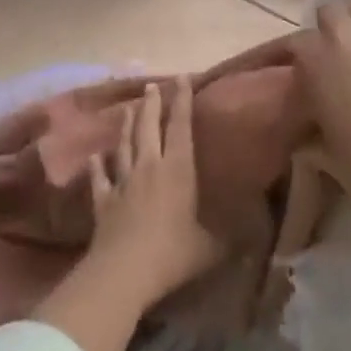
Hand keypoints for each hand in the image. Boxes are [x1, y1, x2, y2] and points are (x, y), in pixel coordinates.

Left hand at [87, 77, 226, 303]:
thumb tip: (255, 234)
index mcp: (178, 170)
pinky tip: (95, 156)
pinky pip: (100, 177)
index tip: (182, 77)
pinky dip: (98, 166)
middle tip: (152, 85)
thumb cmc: (172, 254)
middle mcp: (149, 167)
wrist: (123, 273)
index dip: (182, 100)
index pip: (181, 126)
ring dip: (127, 126)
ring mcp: (123, 182)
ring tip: (129, 109)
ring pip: (124, 145)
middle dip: (152, 104)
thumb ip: (230, 237)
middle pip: (149, 127)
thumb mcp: (210, 247)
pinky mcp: (103, 201)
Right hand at [295, 0, 350, 212]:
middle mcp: (342, 36)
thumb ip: (314, 130)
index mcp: (315, 62)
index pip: (299, 42)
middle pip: (332, 10)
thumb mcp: (327, 145)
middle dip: (338, 20)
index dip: (308, 49)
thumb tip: (304, 140)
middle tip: (349, 35)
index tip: (315, 59)